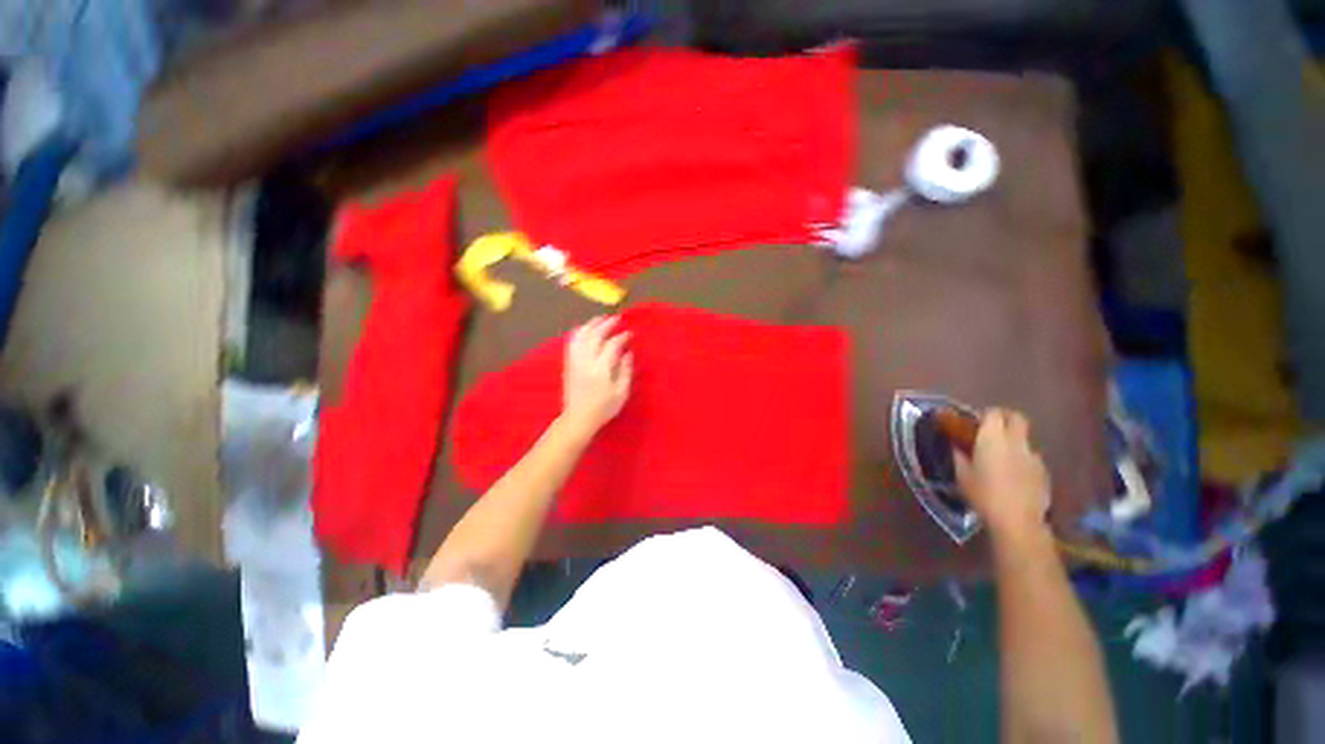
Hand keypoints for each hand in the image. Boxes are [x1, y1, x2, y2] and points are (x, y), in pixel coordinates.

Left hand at [560, 316, 632, 434]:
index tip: (629, 333)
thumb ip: (625, 371)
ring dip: (591, 325)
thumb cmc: (603, 408)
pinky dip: (579, 332)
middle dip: (606, 325)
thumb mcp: (621, 392)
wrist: (578, 418)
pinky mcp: (568, 364)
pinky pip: (572, 342)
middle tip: (617, 319)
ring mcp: (574, 361)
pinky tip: (585, 329)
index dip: (621, 337)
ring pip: (581, 336)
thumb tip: (627, 353)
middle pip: (595, 335)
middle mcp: (586, 361)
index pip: (612, 345)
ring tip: (600, 319)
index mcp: (601, 369)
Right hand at [953, 408, 1050, 541]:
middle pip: (1016, 418)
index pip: (993, 413)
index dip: (985, 414)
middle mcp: (1016, 442)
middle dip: (1006, 418)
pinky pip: (1031, 458)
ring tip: (1001, 458)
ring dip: (1014, 442)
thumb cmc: (983, 494)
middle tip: (992, 428)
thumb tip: (955, 446)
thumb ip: (959, 456)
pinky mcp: (1044, 471)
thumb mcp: (961, 475)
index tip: (976, 422)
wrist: (1017, 520)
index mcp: (992, 438)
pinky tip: (1013, 476)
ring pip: (1024, 439)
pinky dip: (1022, 460)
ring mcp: (1033, 456)